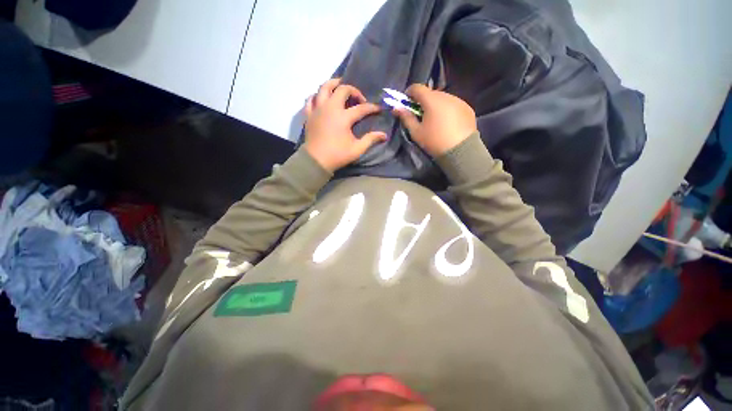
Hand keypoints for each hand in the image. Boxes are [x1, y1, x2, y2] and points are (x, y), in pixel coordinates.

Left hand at [303, 78, 386, 171]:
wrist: (316, 161)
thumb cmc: (337, 155)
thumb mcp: (357, 149)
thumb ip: (370, 139)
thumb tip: (384, 135)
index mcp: (343, 117)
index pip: (361, 108)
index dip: (372, 108)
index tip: (379, 109)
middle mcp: (330, 108)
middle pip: (342, 89)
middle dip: (354, 90)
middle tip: (359, 99)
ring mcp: (318, 109)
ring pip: (323, 87)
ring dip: (333, 84)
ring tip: (340, 87)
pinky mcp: (309, 114)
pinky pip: (311, 99)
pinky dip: (317, 96)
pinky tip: (322, 99)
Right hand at [393, 84, 476, 156]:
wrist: (460, 150)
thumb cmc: (434, 141)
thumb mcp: (416, 132)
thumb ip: (406, 118)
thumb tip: (396, 108)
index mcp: (431, 100)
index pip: (417, 87)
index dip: (409, 93)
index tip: (406, 103)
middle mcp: (446, 95)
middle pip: (430, 93)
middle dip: (423, 101)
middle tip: (420, 115)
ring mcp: (459, 100)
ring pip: (443, 98)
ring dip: (436, 105)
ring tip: (435, 121)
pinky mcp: (467, 108)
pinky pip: (453, 104)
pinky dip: (447, 110)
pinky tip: (447, 123)